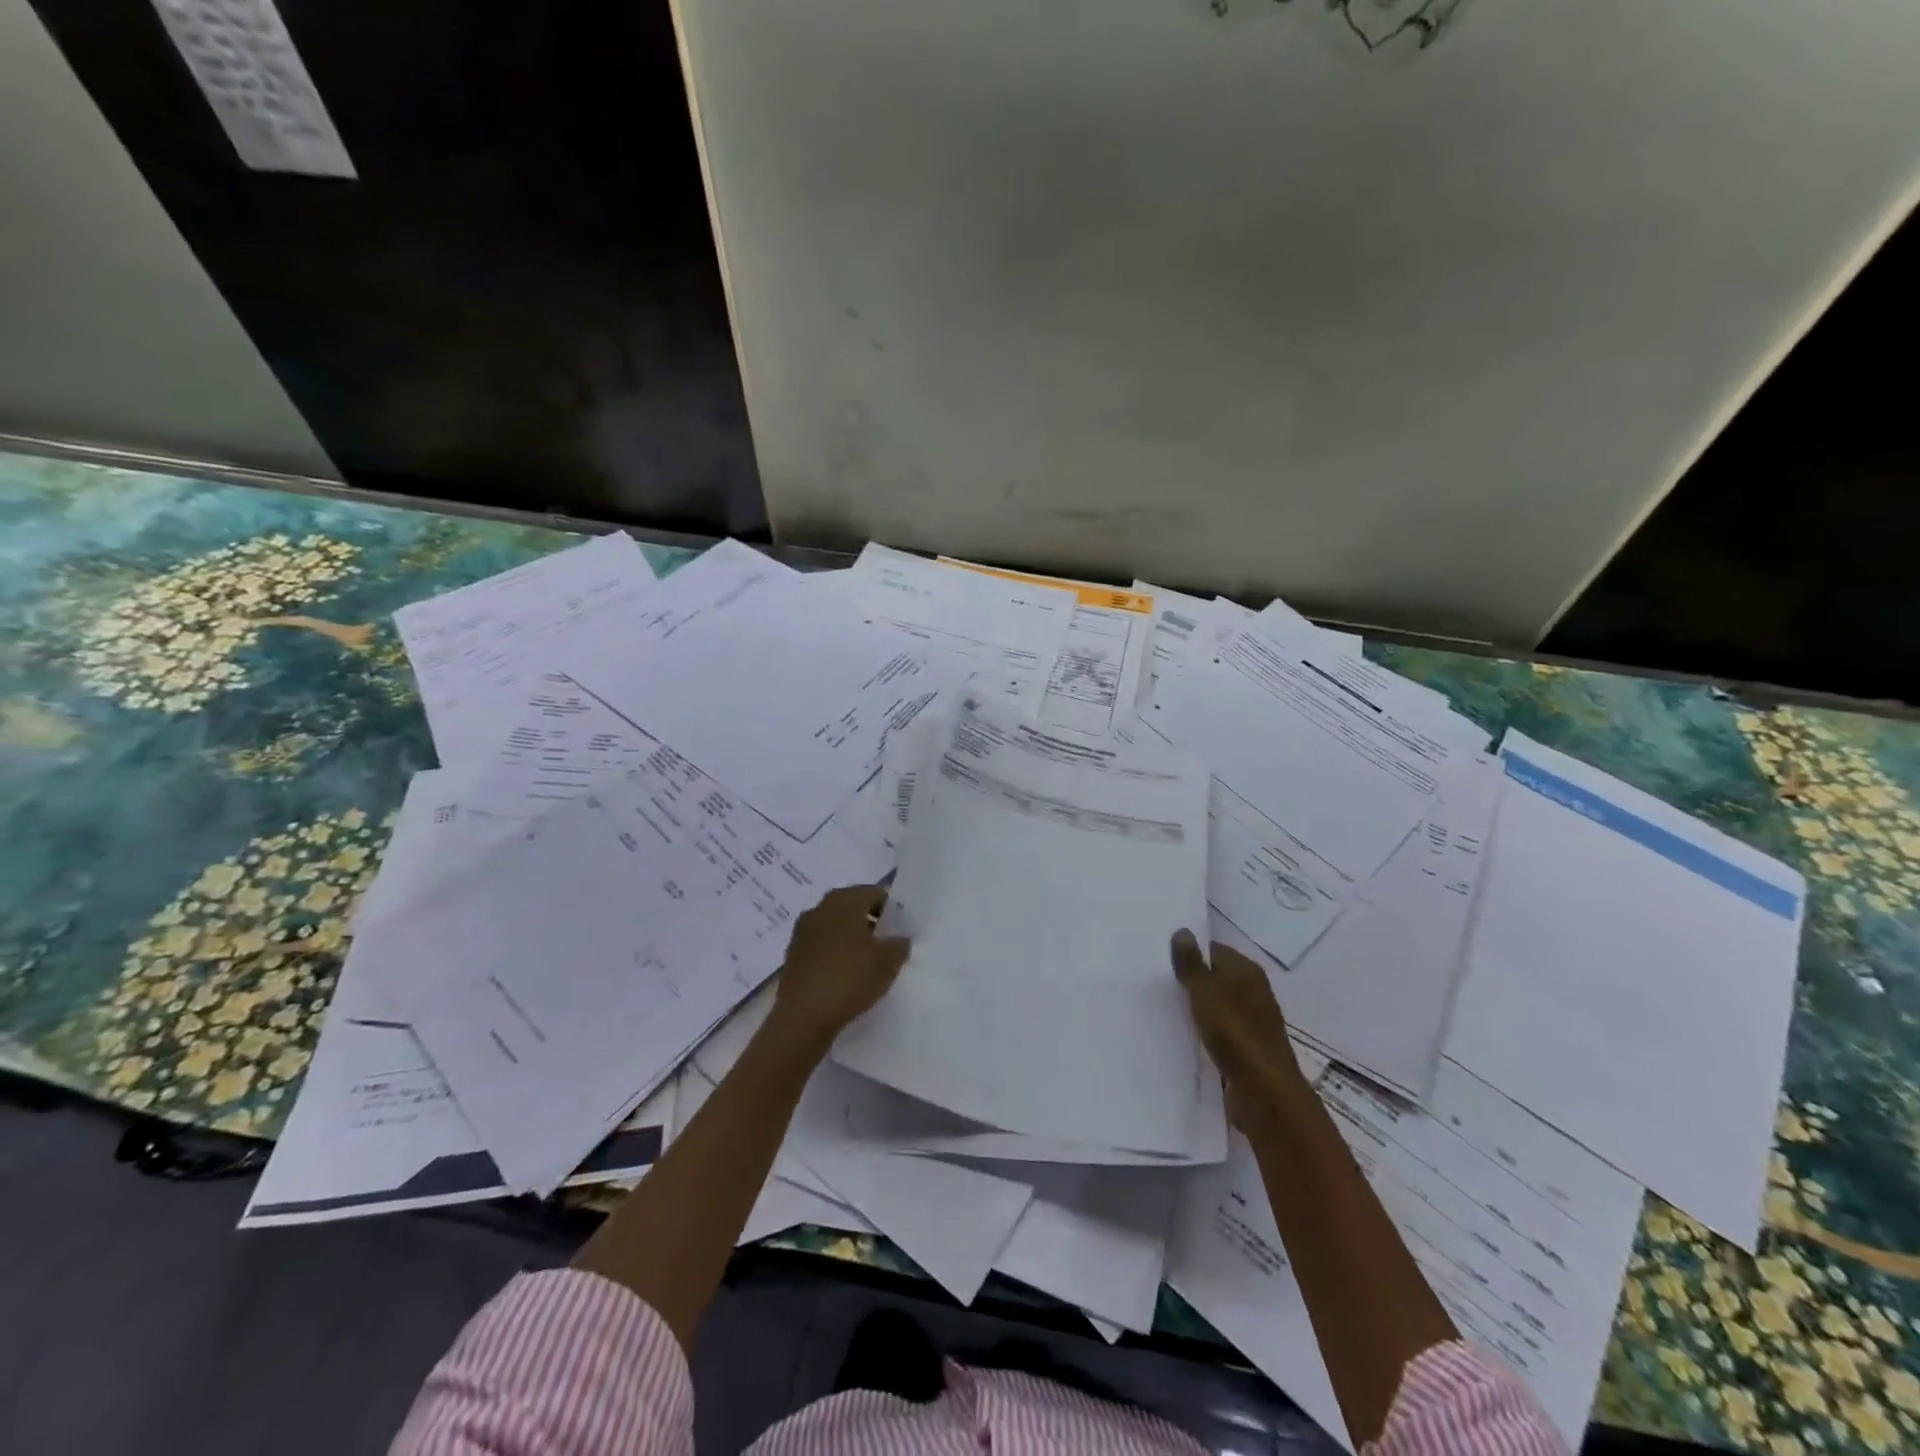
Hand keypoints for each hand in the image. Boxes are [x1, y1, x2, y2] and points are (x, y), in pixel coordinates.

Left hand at [768, 885, 909, 1049]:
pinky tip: (844, 975)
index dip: (891, 909)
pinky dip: (834, 953)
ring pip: (835, 926)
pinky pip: (821, 945)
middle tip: (887, 944)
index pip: (875, 893)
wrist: (803, 1017)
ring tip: (867, 962)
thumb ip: (899, 944)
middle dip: (870, 922)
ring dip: (851, 938)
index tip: (901, 929)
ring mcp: (802, 931)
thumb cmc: (850, 979)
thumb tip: (899, 938)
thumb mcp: (888, 962)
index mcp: (844, 900)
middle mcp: (820, 908)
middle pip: (852, 907)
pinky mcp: (792, 954)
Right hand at [1172, 930, 1308, 1104]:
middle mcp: (1254, 991)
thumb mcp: (1204, 990)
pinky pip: (1223, 1031)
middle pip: (1217, 977)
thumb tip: (1182, 931)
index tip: (1162, 962)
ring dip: (1199, 1008)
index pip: (1214, 950)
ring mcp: (1254, 1021)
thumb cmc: (1233, 1031)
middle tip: (1159, 985)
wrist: (1264, 1090)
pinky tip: (1187, 1037)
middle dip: (1193, 981)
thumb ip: (1191, 963)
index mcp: (1247, 970)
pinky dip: (1207, 1032)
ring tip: (1167, 1010)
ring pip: (1220, 1006)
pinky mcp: (1249, 1049)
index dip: (1190, 953)